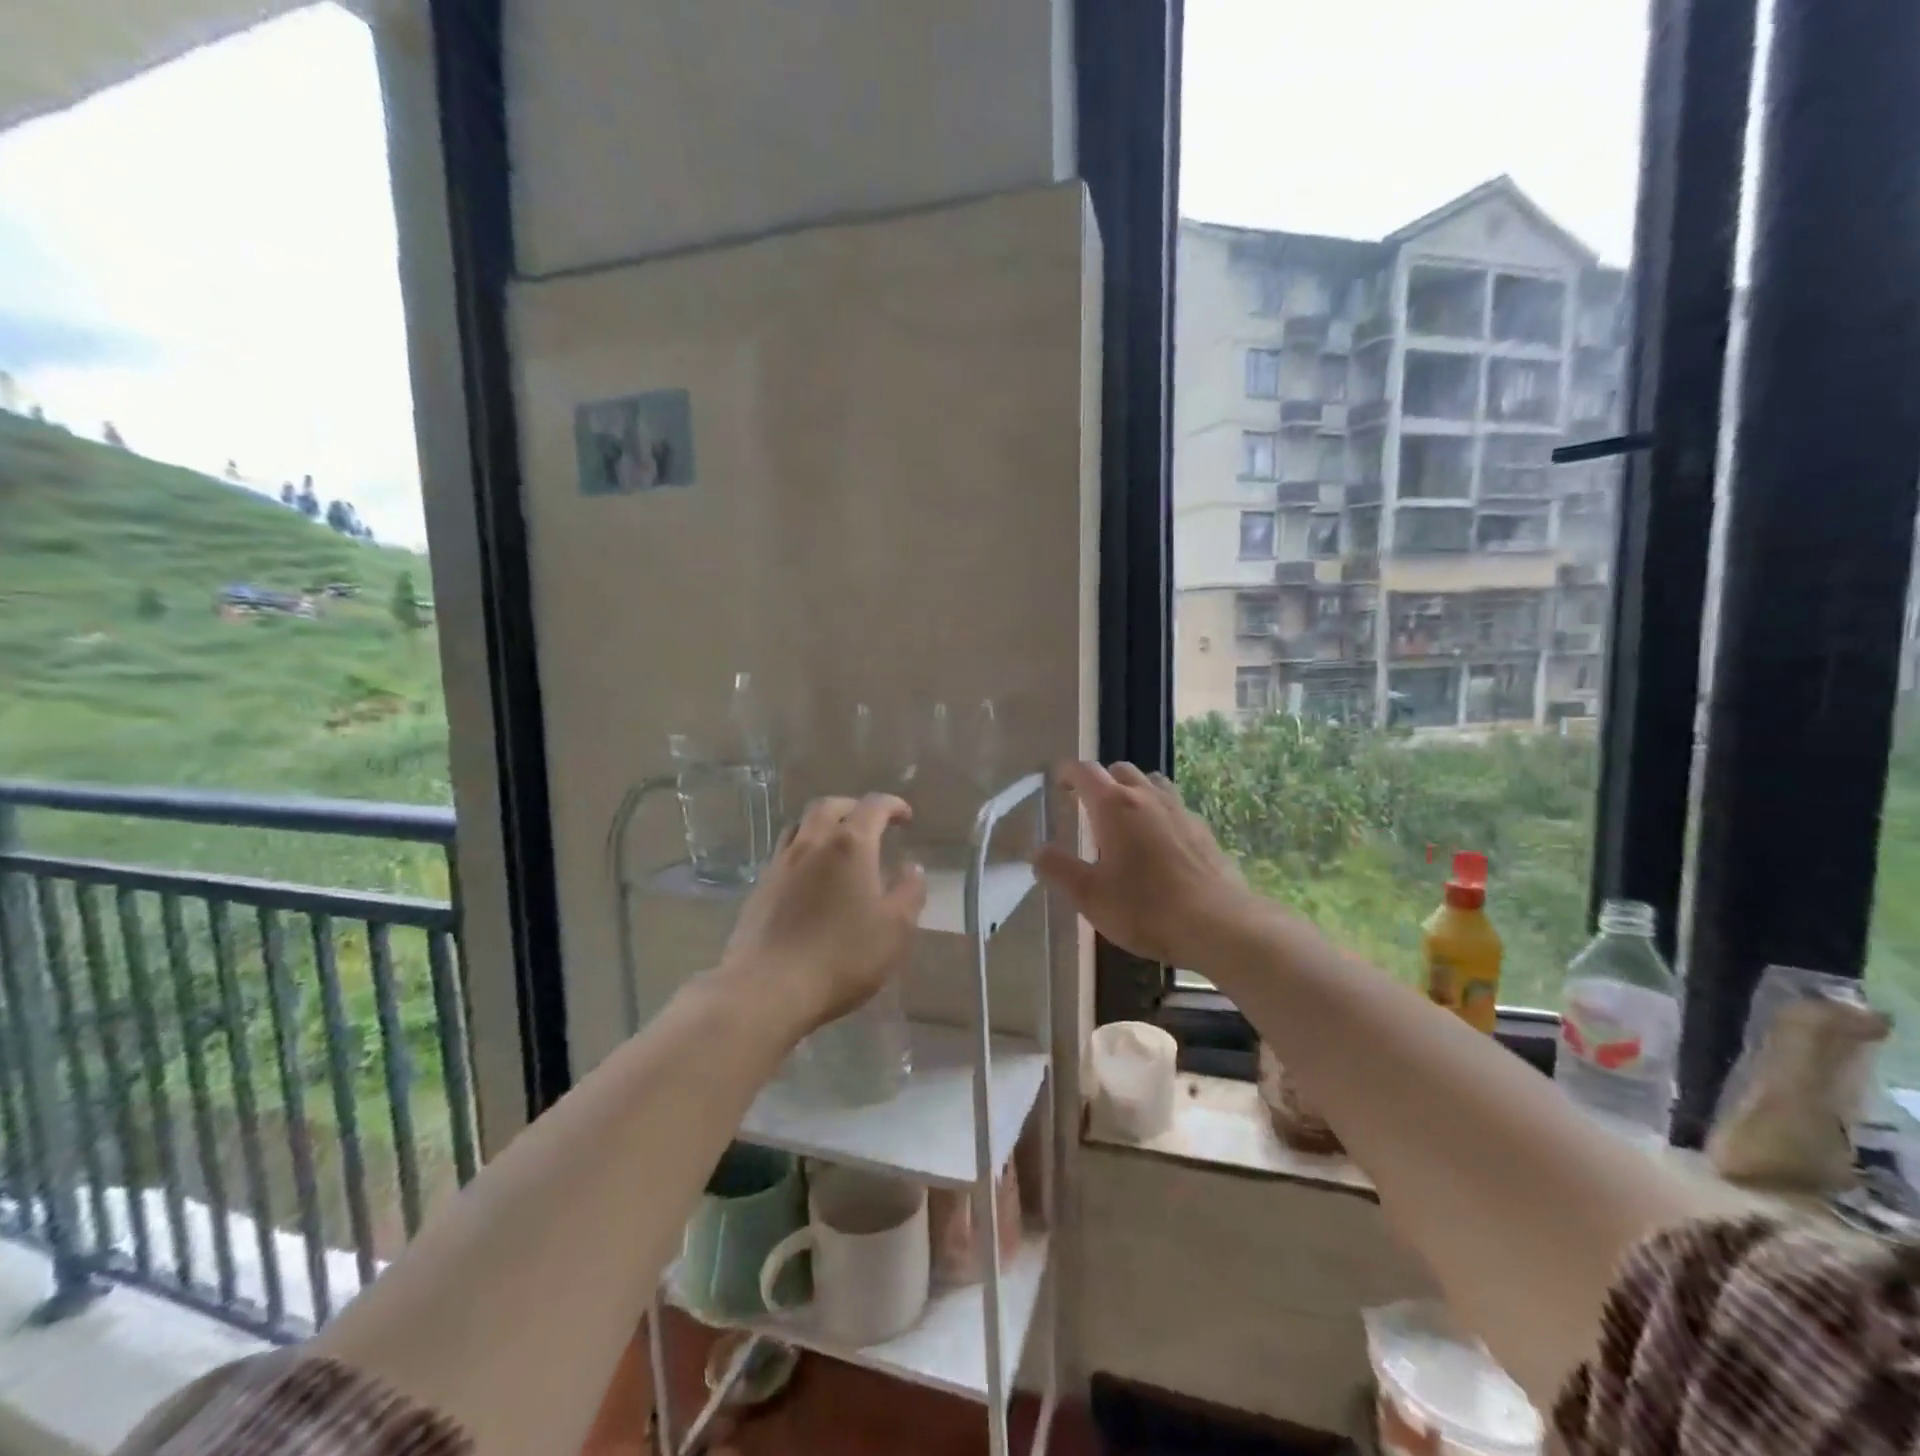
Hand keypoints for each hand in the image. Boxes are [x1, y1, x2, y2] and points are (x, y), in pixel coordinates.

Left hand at [719, 795, 926, 1035]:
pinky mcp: (760, 888)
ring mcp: (781, 864)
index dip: (893, 805)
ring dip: (824, 825)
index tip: (906, 817)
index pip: (873, 806)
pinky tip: (811, 878)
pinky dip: (804, 851)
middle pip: (830, 806)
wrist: (767, 988)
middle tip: (870, 823)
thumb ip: (910, 892)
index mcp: (850, 845)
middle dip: (853, 807)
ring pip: (801, 825)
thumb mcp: (895, 929)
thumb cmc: (842, 956)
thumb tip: (913, 867)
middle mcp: (812, 843)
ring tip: (838, 845)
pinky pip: (785, 853)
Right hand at [1033, 761, 1256, 966]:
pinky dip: (1158, 812)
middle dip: (1099, 781)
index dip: (1067, 773)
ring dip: (1132, 791)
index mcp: (1113, 805)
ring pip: (1151, 783)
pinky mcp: (1202, 829)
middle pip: (1119, 770)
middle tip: (1086, 805)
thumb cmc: (1144, 908)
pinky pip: (1173, 806)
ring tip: (1123, 819)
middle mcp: (1146, 797)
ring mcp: (1179, 810)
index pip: (1085, 771)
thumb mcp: (1089, 895)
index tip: (1058, 782)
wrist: (1217, 924)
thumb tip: (1038, 852)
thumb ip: (1058, 869)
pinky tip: (1158, 842)